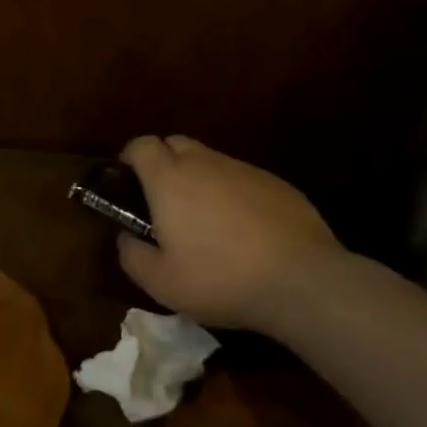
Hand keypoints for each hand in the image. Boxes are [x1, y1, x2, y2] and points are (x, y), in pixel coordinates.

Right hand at [115, 135, 344, 330]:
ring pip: (210, 161)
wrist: (302, 281)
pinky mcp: (276, 183)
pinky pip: (242, 179)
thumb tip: (125, 237)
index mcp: (169, 178)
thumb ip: (131, 255)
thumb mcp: (161, 282)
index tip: (128, 182)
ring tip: (206, 220)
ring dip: (199, 179)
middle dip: (163, 162)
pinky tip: (244, 230)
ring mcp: (243, 170)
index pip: (140, 145)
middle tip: (164, 201)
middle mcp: (204, 163)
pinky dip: (233, 194)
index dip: (130, 158)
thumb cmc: (221, 278)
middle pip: (175, 143)